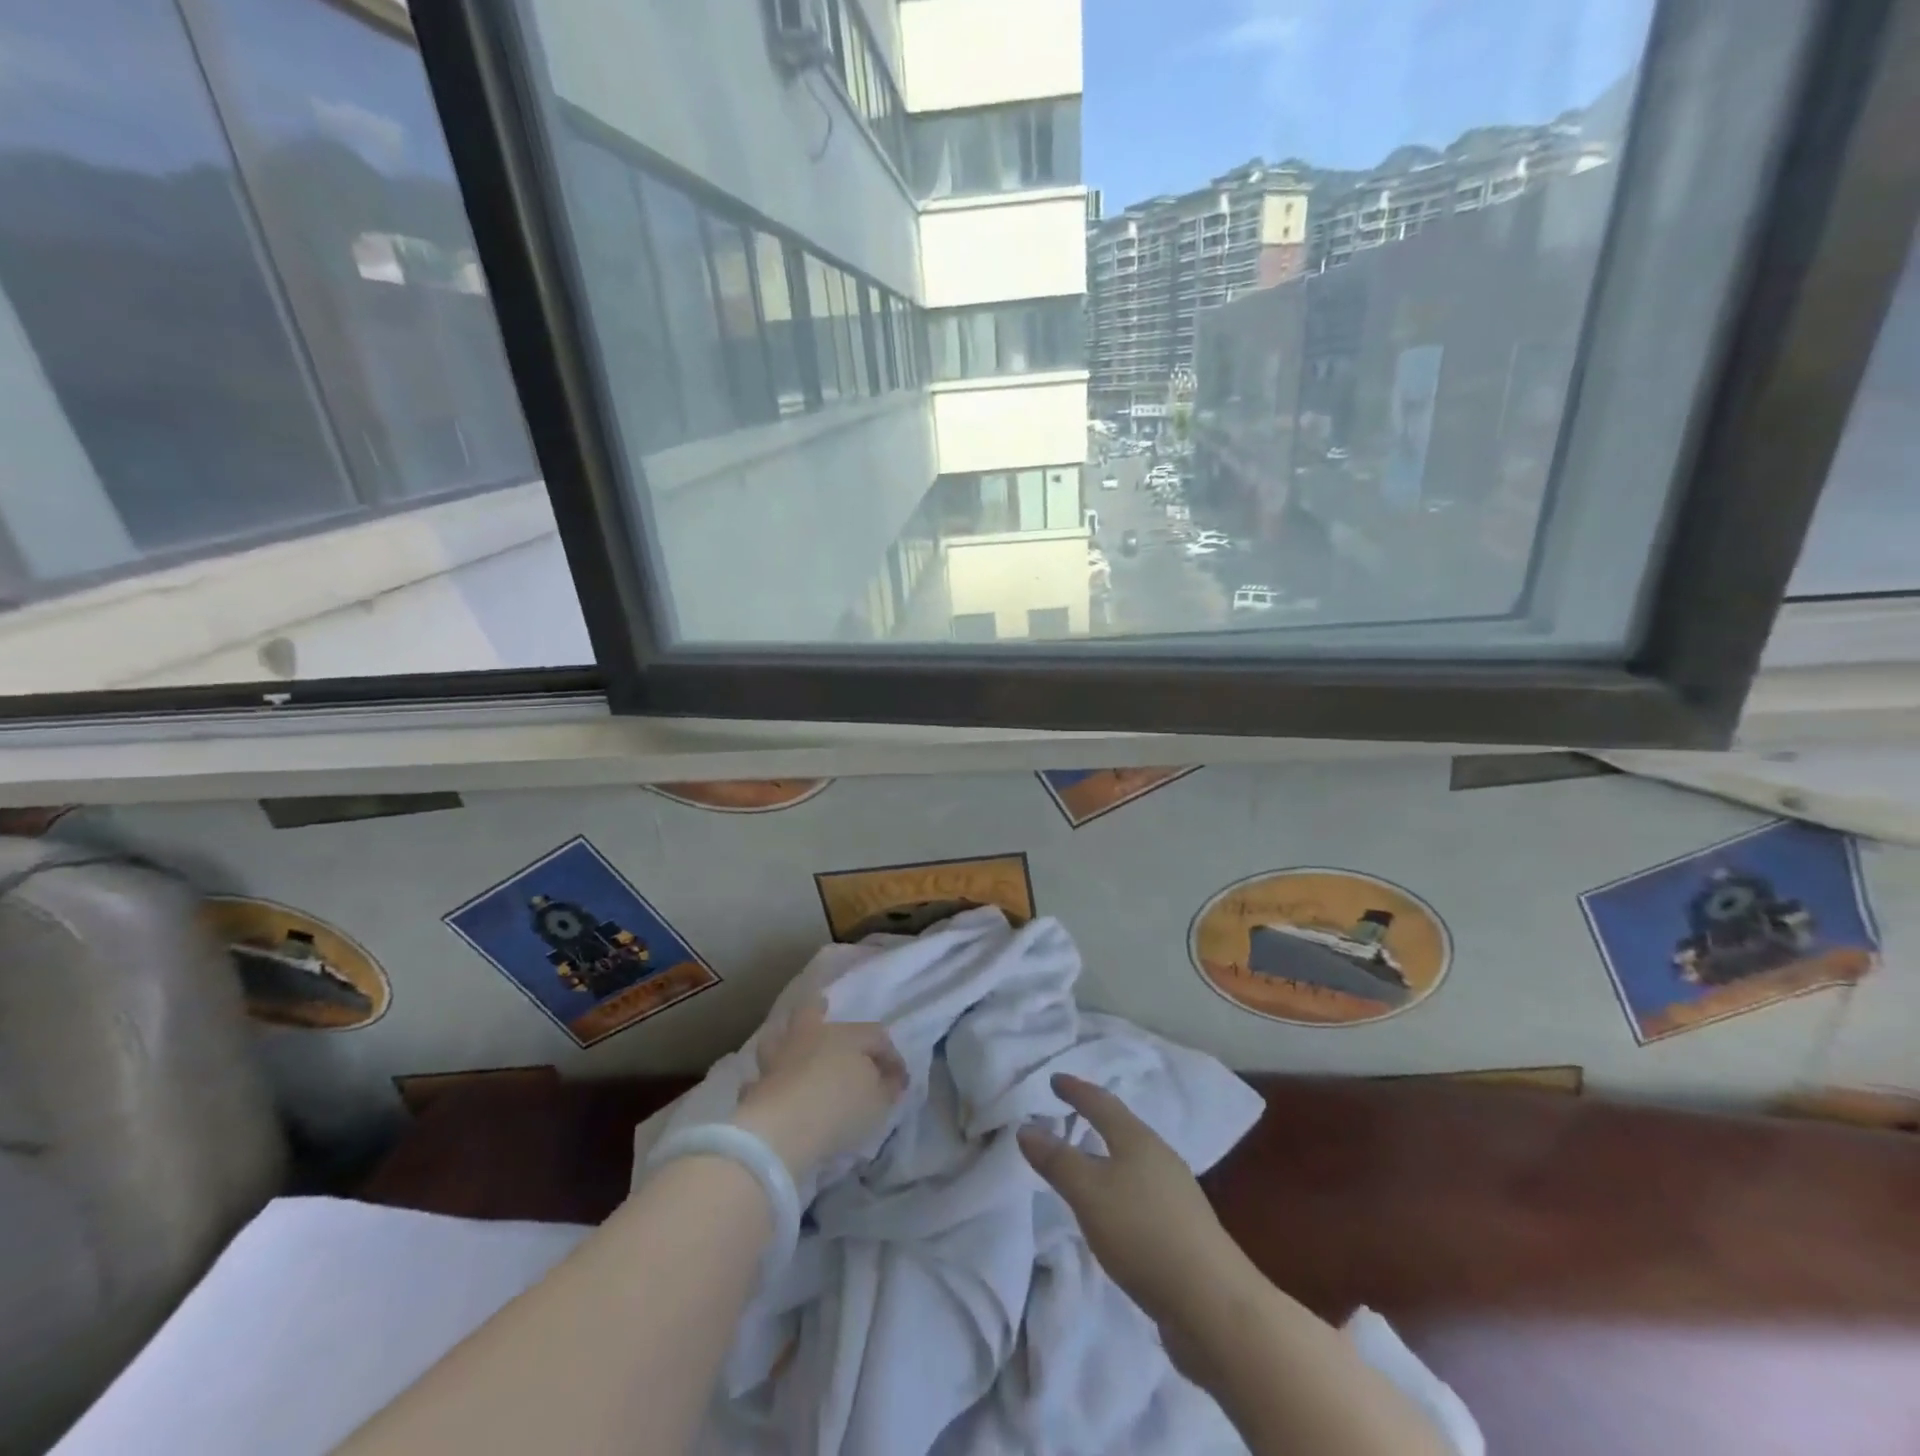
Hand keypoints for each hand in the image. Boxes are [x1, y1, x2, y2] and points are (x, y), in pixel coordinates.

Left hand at [731, 998, 906, 1179]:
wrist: (785, 1128)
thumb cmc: (841, 1106)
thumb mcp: (879, 1101)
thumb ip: (887, 1087)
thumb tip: (891, 1078)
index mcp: (846, 1035)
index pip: (874, 1036)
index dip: (890, 1055)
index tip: (899, 1079)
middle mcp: (810, 1038)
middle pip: (811, 1013)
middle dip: (818, 1009)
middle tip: (821, 1006)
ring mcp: (778, 1060)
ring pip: (777, 1038)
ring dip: (784, 1040)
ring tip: (788, 1047)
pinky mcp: (755, 1088)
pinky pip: (759, 1080)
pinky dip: (764, 1083)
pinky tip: (768, 1089)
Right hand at [1019, 1074, 1246, 1334]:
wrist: (1215, 1305)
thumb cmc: (1144, 1234)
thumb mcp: (1089, 1194)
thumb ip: (1057, 1160)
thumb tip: (1026, 1126)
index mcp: (1138, 1140)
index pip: (1101, 1103)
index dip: (1076, 1090)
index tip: (1054, 1079)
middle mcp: (1160, 1158)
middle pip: (1122, 1128)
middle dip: (1095, 1118)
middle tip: (1069, 1113)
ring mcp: (1176, 1195)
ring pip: (1133, 1162)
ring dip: (1108, 1156)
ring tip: (1086, 1161)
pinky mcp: (1182, 1230)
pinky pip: (1141, 1193)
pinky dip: (1119, 1189)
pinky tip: (1114, 1211)